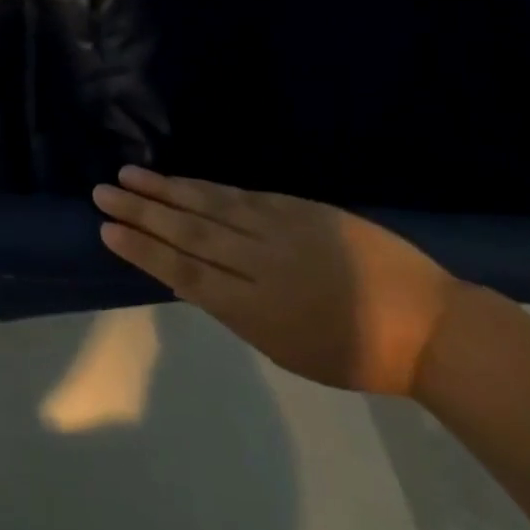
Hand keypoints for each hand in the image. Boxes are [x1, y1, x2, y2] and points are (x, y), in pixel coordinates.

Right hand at [93, 165, 458, 395]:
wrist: (428, 325)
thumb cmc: (354, 354)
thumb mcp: (285, 349)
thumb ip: (232, 310)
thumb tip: (181, 279)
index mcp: (256, 309)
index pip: (184, 272)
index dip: (142, 250)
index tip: (106, 231)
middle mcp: (260, 264)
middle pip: (188, 233)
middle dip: (140, 212)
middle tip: (101, 193)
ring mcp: (280, 230)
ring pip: (209, 206)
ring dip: (164, 190)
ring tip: (127, 175)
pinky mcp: (298, 208)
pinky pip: (240, 195)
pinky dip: (205, 186)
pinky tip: (180, 179)